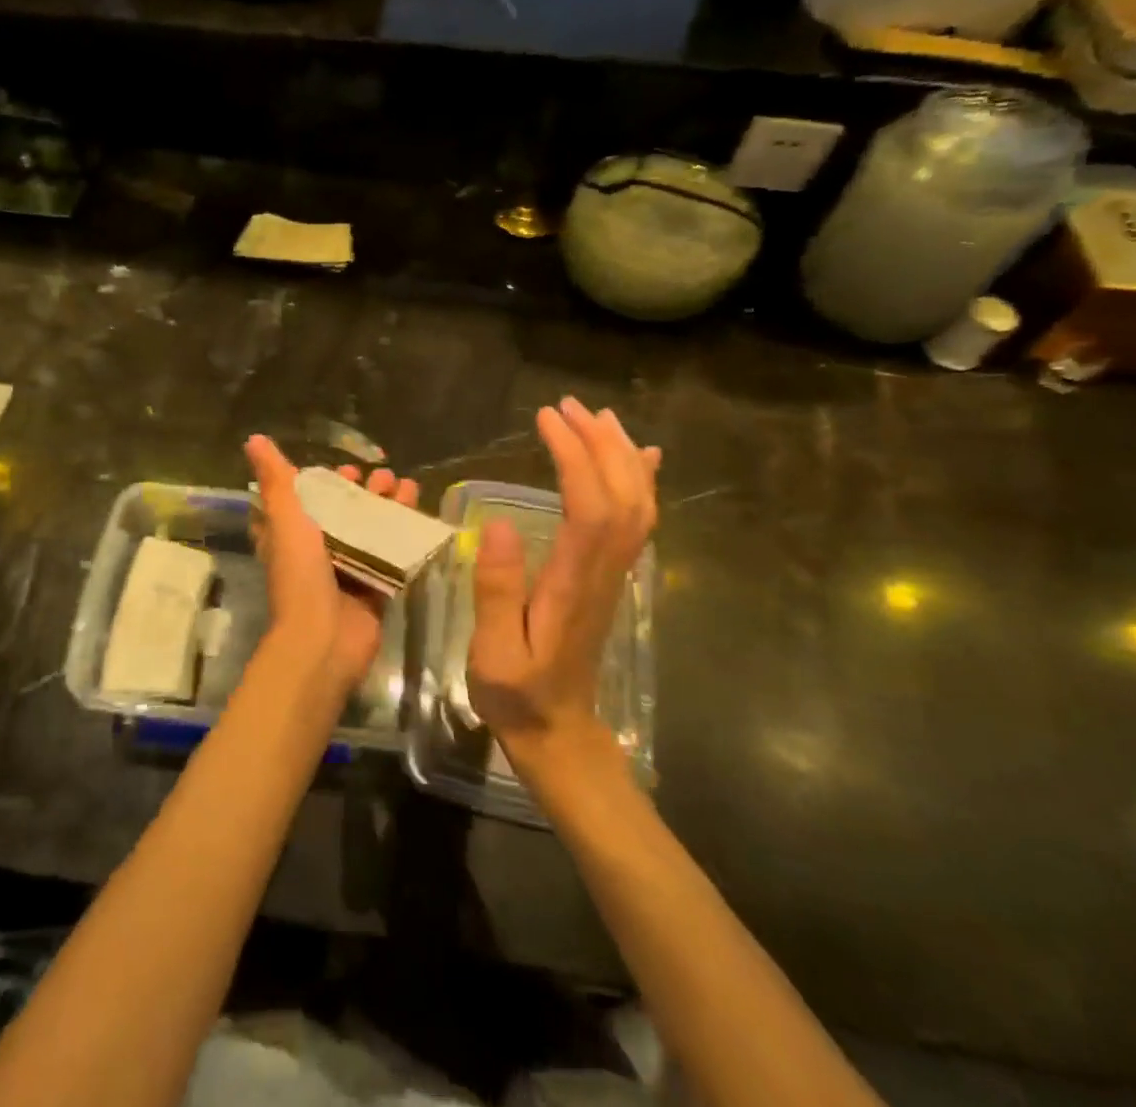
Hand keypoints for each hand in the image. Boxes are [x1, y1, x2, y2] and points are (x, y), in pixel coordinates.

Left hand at [244, 436, 419, 705]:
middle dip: (365, 492)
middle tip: (384, 476)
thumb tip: (254, 439)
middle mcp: (317, 552)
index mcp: (290, 536)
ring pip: (371, 531)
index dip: (325, 482)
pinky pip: (392, 556)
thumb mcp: (285, 519)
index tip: (346, 468)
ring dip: (389, 507)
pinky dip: (405, 535)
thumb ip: (275, 480)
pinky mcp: (373, 589)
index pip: (306, 500)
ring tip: (408, 486)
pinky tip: (420, 515)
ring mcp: (347, 572)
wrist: (323, 640)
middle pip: (344, 513)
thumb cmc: (300, 575)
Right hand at [467, 398, 660, 767]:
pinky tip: (640, 456)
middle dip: (600, 441)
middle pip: (622, 494)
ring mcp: (616, 573)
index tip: (547, 420)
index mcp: (575, 582)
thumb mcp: (493, 651)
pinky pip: (639, 520)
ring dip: (621, 454)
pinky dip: (642, 481)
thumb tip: (500, 524)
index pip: (588, 506)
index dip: (573, 456)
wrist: (559, 730)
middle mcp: (605, 570)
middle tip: (568, 405)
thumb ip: (497, 591)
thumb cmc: (518, 692)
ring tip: (597, 415)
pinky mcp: (613, 576)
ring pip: (637, 503)